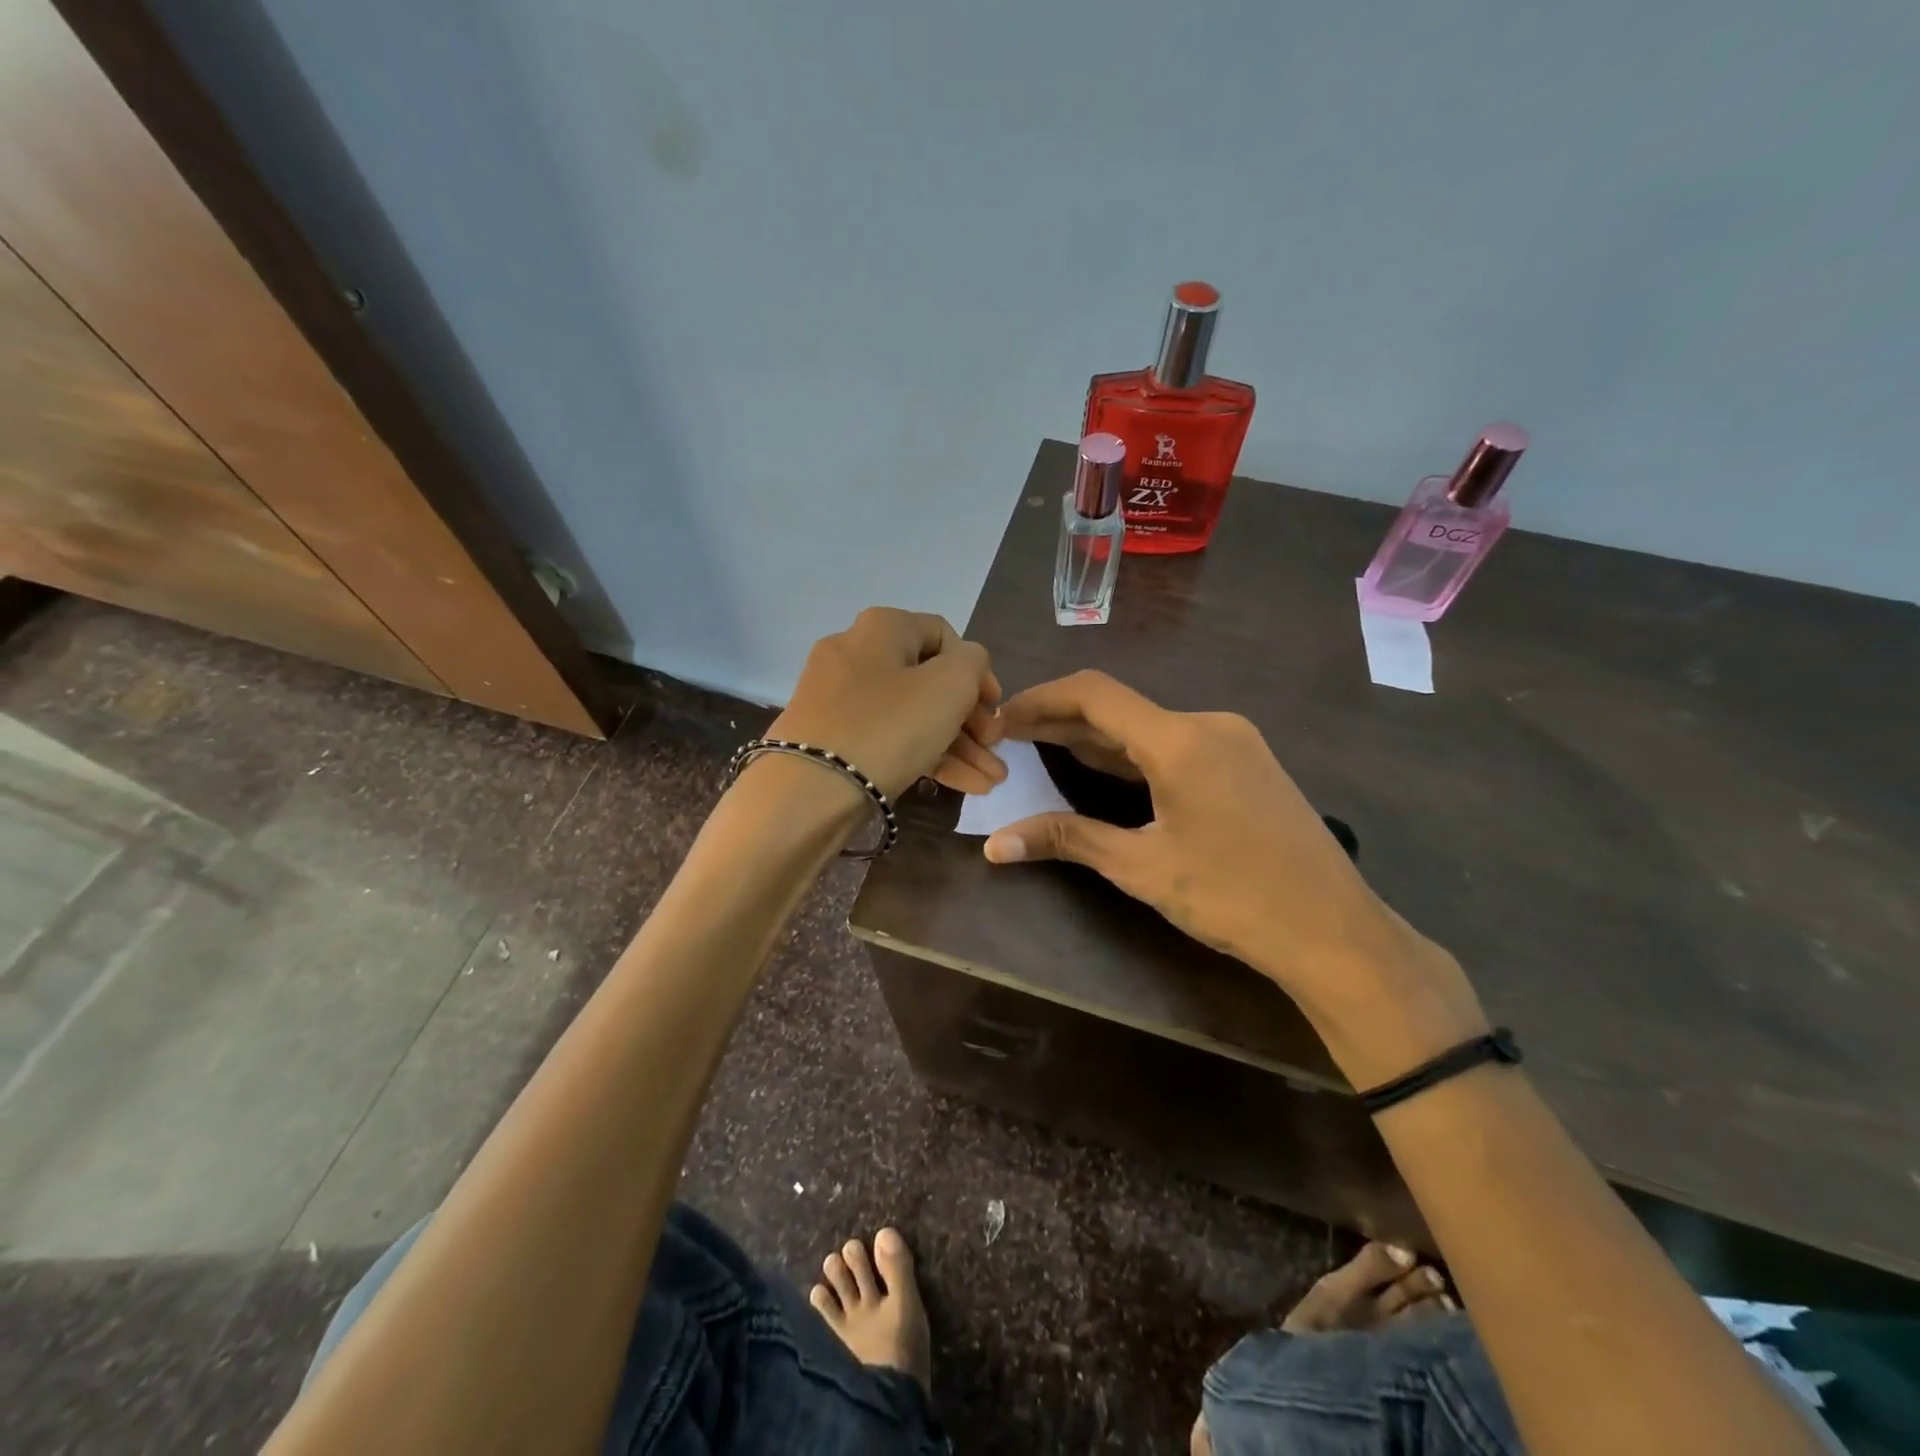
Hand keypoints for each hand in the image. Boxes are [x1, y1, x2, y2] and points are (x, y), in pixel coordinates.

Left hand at [769, 608, 1005, 800]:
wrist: (809, 792)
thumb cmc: (889, 726)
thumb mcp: (950, 685)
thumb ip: (973, 663)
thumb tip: (967, 665)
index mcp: (881, 628)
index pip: (944, 635)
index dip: (978, 670)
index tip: (995, 707)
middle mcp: (856, 654)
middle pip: (929, 681)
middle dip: (972, 719)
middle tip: (996, 748)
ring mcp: (840, 700)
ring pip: (913, 716)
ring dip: (958, 746)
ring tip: (992, 781)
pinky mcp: (834, 739)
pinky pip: (890, 739)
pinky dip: (926, 757)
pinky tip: (965, 787)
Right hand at [981, 671, 1485, 1071]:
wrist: (1335, 931)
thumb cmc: (1234, 898)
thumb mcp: (1142, 868)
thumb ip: (1067, 840)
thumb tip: (995, 845)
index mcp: (1180, 739)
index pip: (1093, 694)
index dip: (1039, 700)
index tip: (1000, 719)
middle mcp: (1208, 724)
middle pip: (1119, 707)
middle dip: (1061, 720)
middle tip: (1011, 738)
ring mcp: (1233, 741)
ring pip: (1148, 726)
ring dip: (1096, 737)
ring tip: (1043, 751)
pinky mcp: (1246, 762)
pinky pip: (1175, 743)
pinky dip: (1131, 753)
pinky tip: (1103, 771)